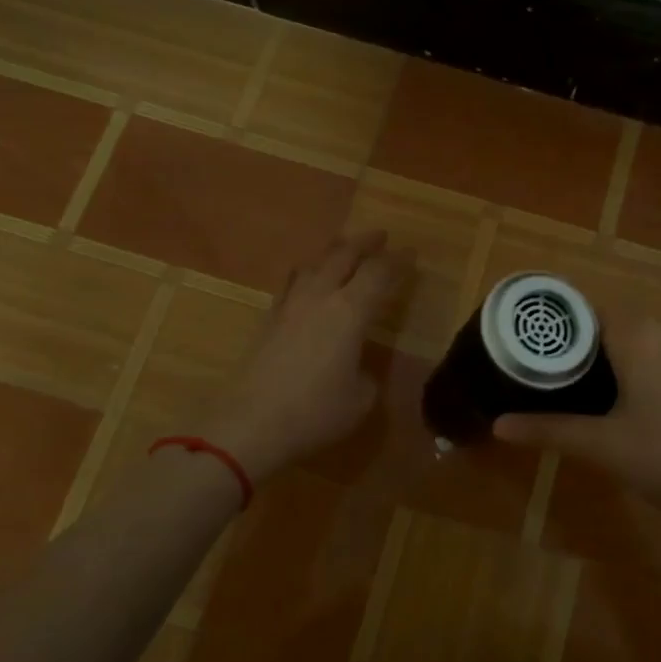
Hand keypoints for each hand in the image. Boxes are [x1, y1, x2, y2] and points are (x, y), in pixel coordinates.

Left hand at [198, 231, 408, 482]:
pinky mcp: (268, 320)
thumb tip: (359, 366)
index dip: (398, 261)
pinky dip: (308, 273)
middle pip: (343, 255)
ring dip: (333, 252)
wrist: (250, 424)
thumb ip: (366, 374)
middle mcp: (319, 297)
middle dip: (365, 242)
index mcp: (350, 312)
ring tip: (344, 251)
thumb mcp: (360, 399)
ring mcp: (289, 306)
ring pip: (313, 264)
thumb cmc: (316, 413)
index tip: (410, 253)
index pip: (379, 273)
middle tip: (380, 237)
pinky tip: (309, 282)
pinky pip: (292, 282)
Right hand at [493, 316, 660, 566]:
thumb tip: (498, 425)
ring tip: (612, 404)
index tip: (540, 361)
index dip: (561, 334)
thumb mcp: (606, 447)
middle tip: (569, 389)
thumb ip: (551, 431)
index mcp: (639, 334)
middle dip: (593, 354)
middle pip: (619, 328)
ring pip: (653, 344)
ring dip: (630, 366)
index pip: (586, 313)